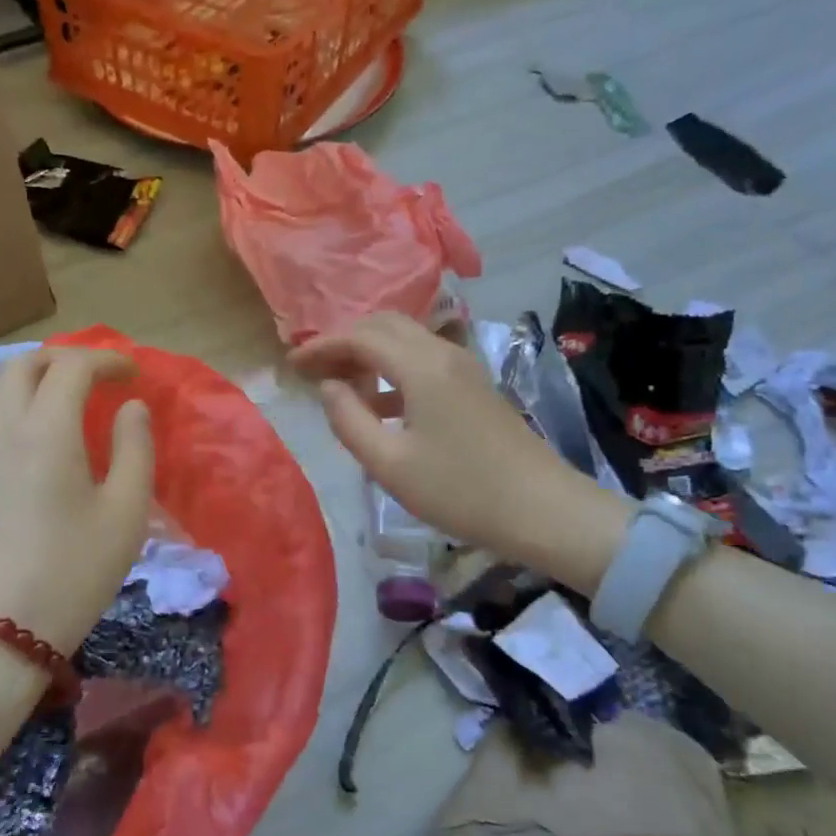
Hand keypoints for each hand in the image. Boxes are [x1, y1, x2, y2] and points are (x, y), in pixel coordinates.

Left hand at [0, 348, 153, 652]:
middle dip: (66, 359)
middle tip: (101, 377)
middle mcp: (3, 427)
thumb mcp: (124, 512)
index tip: (134, 373)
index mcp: (45, 429)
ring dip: (40, 379)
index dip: (106, 359)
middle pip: (25, 364)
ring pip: (2, 388)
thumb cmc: (72, 571)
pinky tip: (45, 435)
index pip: (72, 366)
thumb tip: (131, 407)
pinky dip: (21, 403)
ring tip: (74, 400)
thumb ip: (135, 448)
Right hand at [291, 312, 579, 560]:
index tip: (291, 366)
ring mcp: (464, 367)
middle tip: (314, 371)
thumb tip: (329, 388)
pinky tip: (379, 405)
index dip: (321, 347)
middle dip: (343, 342)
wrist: (544, 510)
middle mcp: (443, 353)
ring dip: (368, 353)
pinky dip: (392, 369)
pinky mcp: (474, 385)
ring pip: (405, 340)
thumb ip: (349, 420)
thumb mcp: (390, 464)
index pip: (359, 337)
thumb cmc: (460, 491)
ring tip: (340, 386)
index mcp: (421, 366)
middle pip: (383, 326)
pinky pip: (423, 359)